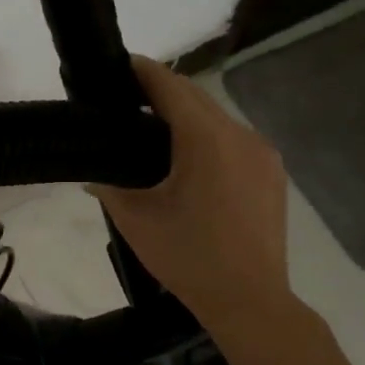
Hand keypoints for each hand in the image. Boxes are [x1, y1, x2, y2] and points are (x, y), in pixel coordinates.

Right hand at [89, 56, 292, 341]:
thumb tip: (92, 175)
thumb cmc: (189, 258)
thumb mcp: (137, 220)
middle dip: (163, 92)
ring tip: (153, 129)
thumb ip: (110, 187)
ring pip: (217, 118)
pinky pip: (234, 140)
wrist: (251, 300)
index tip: (120, 64)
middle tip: (128, 98)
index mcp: (207, 141)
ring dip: (187, 115)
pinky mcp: (272, 173)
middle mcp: (240, 135)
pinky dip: (208, 136)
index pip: (171, 88)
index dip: (144, 72)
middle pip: (196, 98)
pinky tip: (189, 160)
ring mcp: (262, 154)